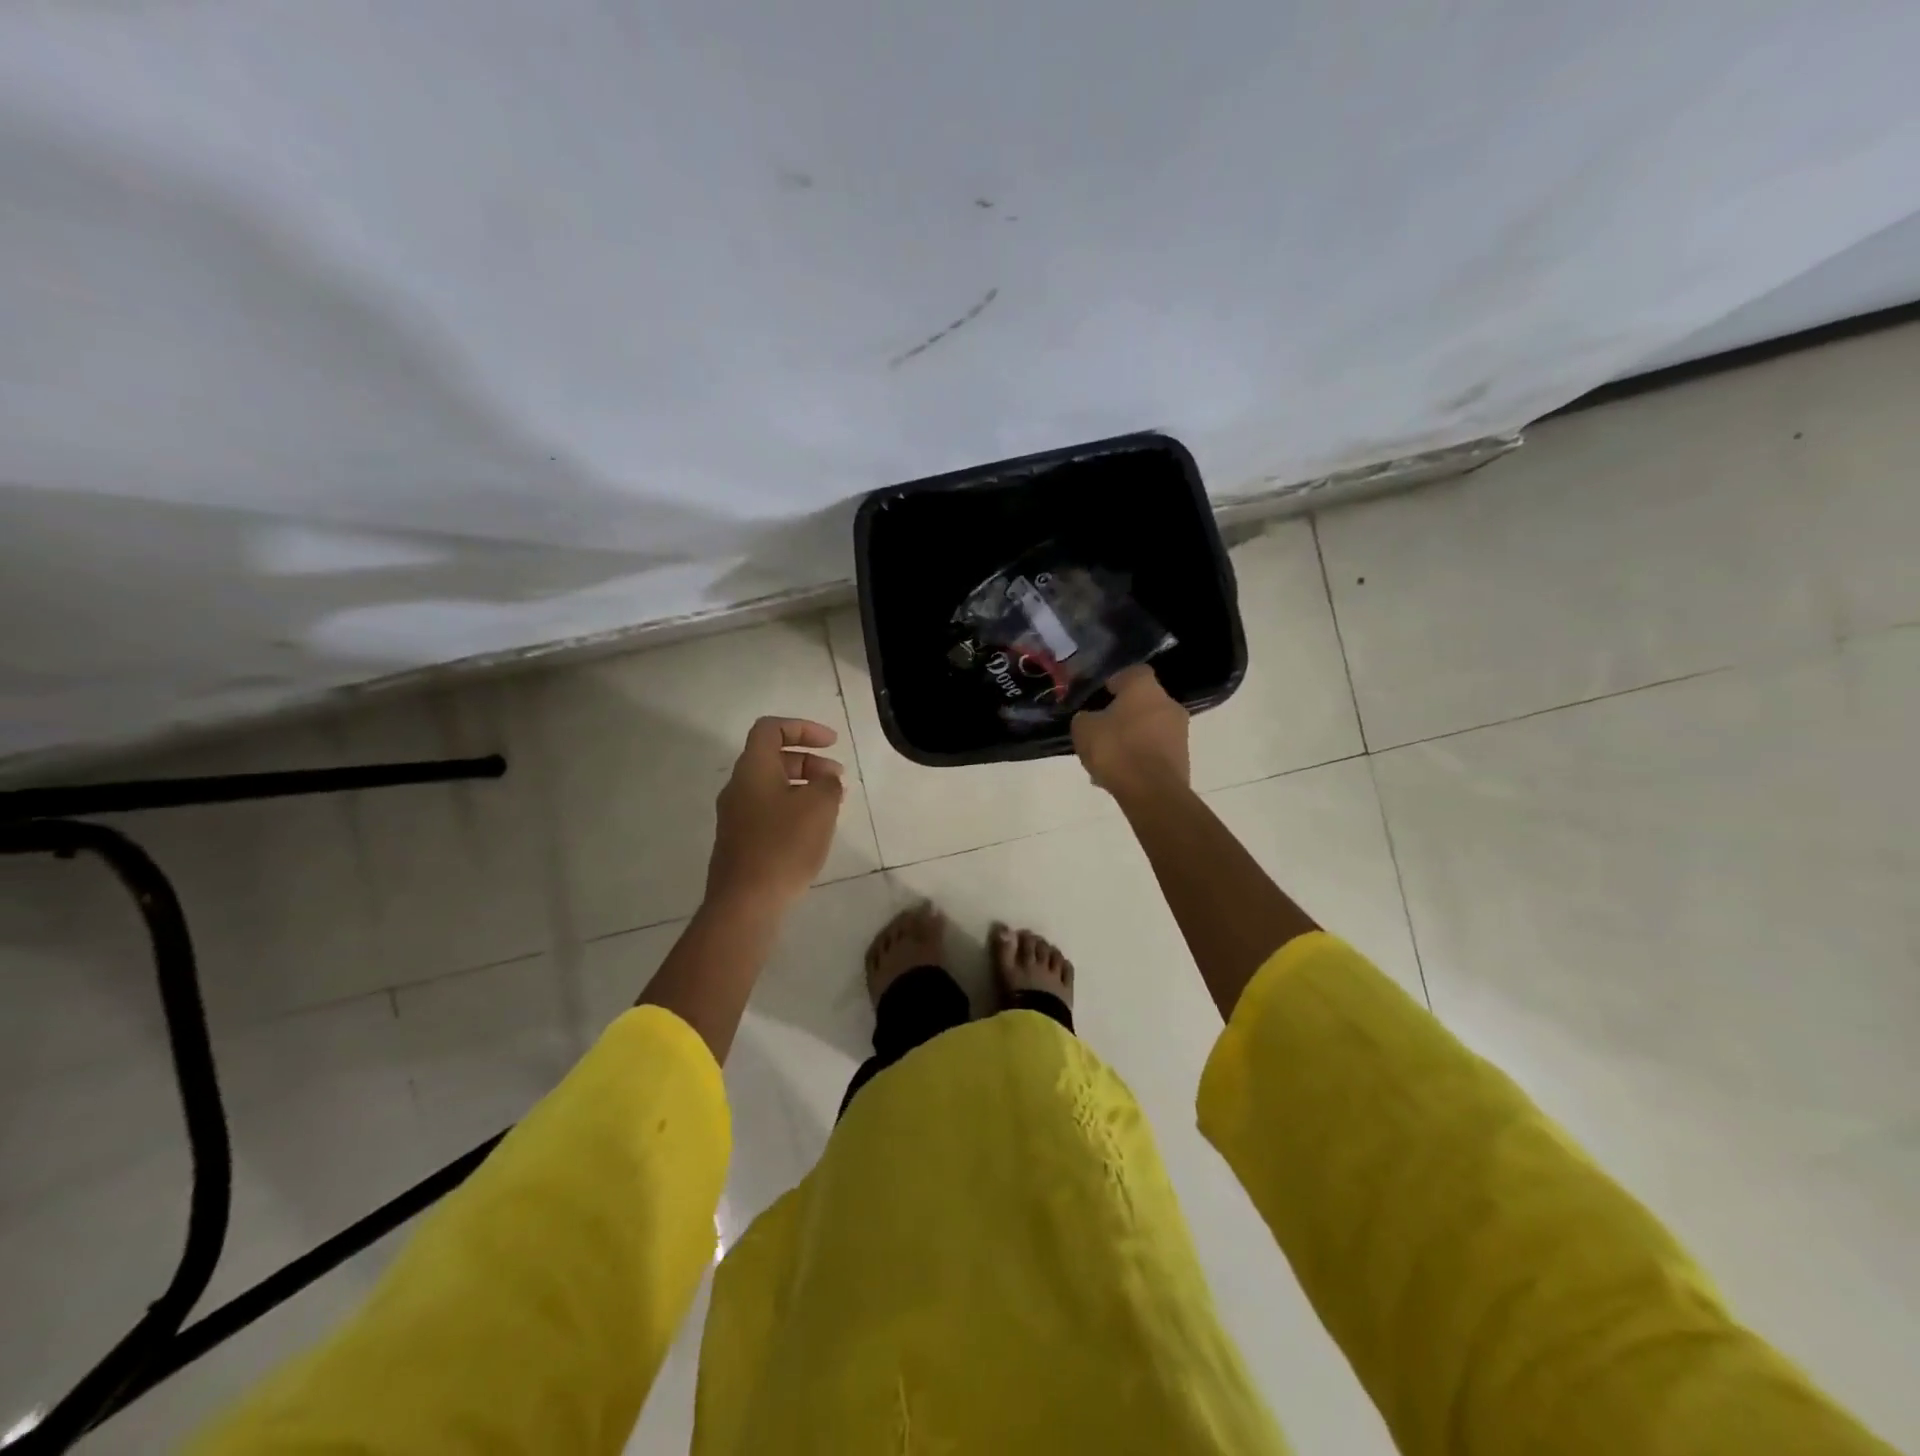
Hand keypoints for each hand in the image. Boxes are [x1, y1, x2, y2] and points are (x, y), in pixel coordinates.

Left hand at [705, 717, 846, 912]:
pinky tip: (814, 831)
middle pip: (773, 758)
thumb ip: (827, 783)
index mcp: (752, 769)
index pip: (771, 729)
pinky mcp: (740, 842)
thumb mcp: (819, 806)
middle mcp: (738, 787)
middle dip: (809, 761)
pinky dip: (793, 810)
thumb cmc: (784, 845)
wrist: (745, 903)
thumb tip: (825, 780)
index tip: (832, 743)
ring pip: (772, 787)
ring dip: (804, 787)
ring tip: (833, 805)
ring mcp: (736, 817)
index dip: (803, 728)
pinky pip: (769, 812)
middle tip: (837, 778)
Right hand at [1071, 665, 1189, 800]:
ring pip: (1149, 729)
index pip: (1133, 673)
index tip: (1101, 696)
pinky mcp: (1183, 758)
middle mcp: (1169, 704)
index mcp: (1145, 688)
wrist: (1152, 792)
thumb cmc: (1116, 750)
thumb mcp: (1084, 730)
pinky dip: (1139, 758)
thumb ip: (1085, 718)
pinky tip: (1120, 775)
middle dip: (1123, 715)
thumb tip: (1090, 718)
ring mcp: (1180, 732)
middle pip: (1143, 703)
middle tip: (1102, 731)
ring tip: (1108, 760)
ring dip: (1131, 738)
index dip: (1115, 682)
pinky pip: (1155, 752)